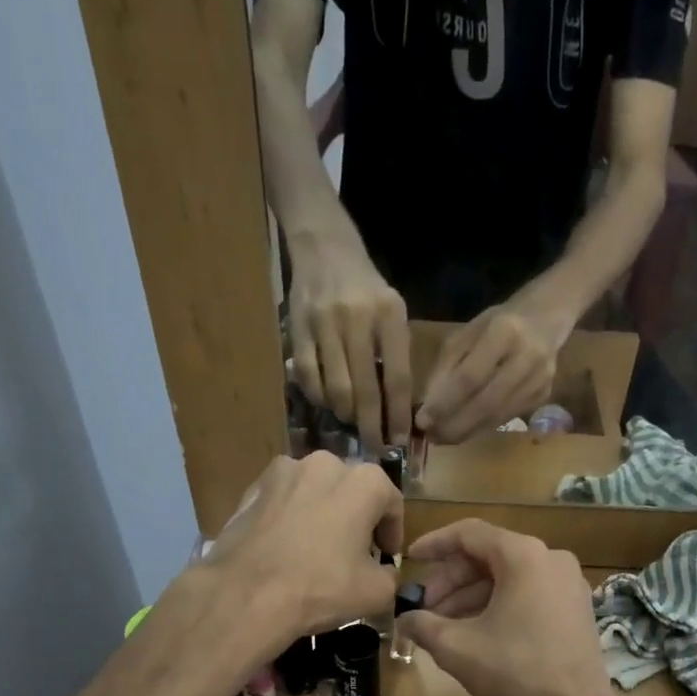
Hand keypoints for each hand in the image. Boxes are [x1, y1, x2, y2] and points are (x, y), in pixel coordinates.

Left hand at [202, 453, 401, 657]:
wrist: (247, 594)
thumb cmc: (322, 587)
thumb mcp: (377, 592)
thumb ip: (391, 575)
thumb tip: (384, 572)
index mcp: (363, 481)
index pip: (391, 502)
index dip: (393, 531)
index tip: (387, 556)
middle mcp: (324, 463)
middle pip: (351, 489)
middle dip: (357, 516)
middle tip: (355, 550)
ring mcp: (283, 472)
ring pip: (315, 490)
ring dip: (323, 511)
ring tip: (318, 546)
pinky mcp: (252, 488)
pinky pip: (283, 500)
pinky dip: (291, 516)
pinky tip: (286, 546)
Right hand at [288, 229, 411, 445]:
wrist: (325, 248)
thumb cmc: (367, 287)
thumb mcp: (393, 311)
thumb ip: (397, 354)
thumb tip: (397, 409)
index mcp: (389, 314)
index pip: (397, 378)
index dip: (397, 415)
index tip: (398, 440)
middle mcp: (358, 319)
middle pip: (365, 390)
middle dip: (371, 426)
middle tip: (376, 447)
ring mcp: (324, 324)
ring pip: (336, 389)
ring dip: (346, 415)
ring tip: (353, 421)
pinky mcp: (298, 329)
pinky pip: (310, 379)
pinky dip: (321, 399)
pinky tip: (330, 402)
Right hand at [397, 520, 624, 695]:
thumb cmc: (516, 674)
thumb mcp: (457, 648)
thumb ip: (424, 625)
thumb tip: (405, 620)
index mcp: (524, 556)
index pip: (469, 534)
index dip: (434, 545)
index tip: (409, 560)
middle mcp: (551, 559)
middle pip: (489, 556)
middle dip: (451, 580)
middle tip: (423, 607)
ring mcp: (569, 584)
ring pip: (508, 577)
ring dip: (472, 597)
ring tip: (442, 626)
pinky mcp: (576, 609)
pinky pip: (529, 593)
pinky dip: (498, 605)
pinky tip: (475, 632)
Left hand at [415, 299, 568, 443]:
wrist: (546, 320)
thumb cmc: (497, 324)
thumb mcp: (465, 335)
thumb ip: (446, 368)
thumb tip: (428, 407)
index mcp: (504, 332)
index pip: (469, 377)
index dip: (444, 403)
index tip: (422, 421)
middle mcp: (527, 357)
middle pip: (485, 403)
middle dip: (454, 425)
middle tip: (431, 437)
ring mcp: (539, 380)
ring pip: (497, 416)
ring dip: (466, 431)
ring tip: (442, 438)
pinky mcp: (543, 396)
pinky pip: (506, 417)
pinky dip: (481, 428)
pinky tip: (464, 431)